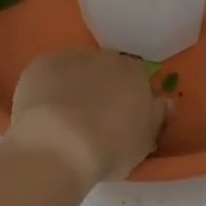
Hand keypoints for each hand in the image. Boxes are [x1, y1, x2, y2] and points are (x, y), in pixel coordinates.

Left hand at [6, 49, 169, 185]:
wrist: (58, 146)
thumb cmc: (108, 148)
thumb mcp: (144, 143)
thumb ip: (156, 117)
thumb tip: (164, 101)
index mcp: (134, 73)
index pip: (136, 80)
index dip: (128, 101)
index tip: (120, 123)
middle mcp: (105, 57)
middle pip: (105, 71)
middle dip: (101, 89)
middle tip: (92, 121)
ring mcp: (70, 57)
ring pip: (76, 70)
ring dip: (74, 86)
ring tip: (64, 120)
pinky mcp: (40, 64)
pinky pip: (48, 74)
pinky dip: (47, 88)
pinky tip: (43, 112)